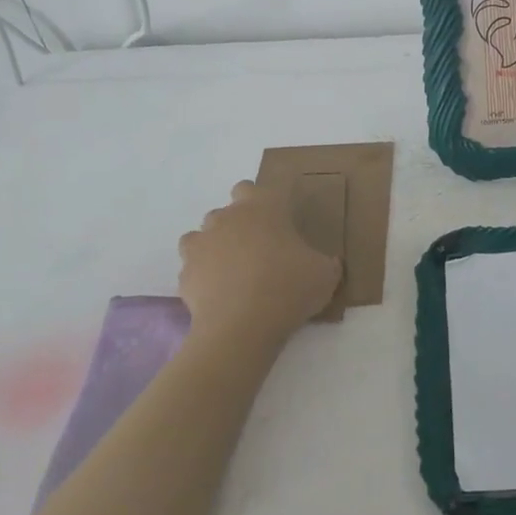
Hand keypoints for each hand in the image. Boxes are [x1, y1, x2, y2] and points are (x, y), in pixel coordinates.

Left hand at [177, 182, 340, 342]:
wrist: (242, 326)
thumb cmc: (288, 288)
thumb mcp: (326, 275)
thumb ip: (327, 263)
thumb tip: (330, 263)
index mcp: (262, 207)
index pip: (253, 188)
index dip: (261, 203)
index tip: (276, 223)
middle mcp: (227, 218)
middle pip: (226, 210)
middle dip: (238, 225)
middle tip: (258, 250)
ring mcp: (201, 244)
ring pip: (202, 235)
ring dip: (215, 247)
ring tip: (234, 272)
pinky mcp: (185, 272)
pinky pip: (193, 267)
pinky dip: (202, 276)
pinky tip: (218, 293)